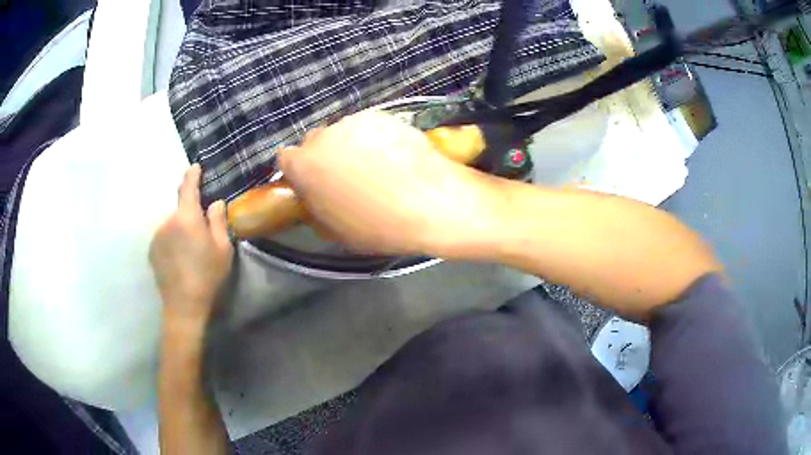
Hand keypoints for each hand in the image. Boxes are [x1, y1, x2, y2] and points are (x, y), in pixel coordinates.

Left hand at [149, 164, 233, 323]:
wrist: (184, 305)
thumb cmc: (208, 275)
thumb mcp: (222, 248)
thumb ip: (218, 221)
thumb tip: (215, 203)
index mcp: (187, 217)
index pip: (188, 188)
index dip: (192, 175)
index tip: (195, 167)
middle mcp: (168, 221)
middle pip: (181, 209)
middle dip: (191, 214)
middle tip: (202, 233)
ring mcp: (157, 235)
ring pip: (172, 224)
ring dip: (181, 229)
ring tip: (190, 251)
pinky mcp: (152, 250)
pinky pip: (164, 237)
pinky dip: (172, 241)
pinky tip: (180, 259)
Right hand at [278, 112, 500, 254]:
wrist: (431, 202)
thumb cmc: (379, 226)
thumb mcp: (336, 230)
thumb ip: (315, 206)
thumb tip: (313, 195)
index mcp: (304, 166)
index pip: (285, 159)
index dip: (298, 171)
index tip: (312, 182)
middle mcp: (322, 137)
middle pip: (313, 142)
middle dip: (323, 156)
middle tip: (345, 175)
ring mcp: (352, 122)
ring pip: (342, 132)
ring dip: (349, 145)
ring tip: (376, 165)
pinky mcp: (380, 115)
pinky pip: (368, 126)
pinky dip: (374, 137)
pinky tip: (393, 154)